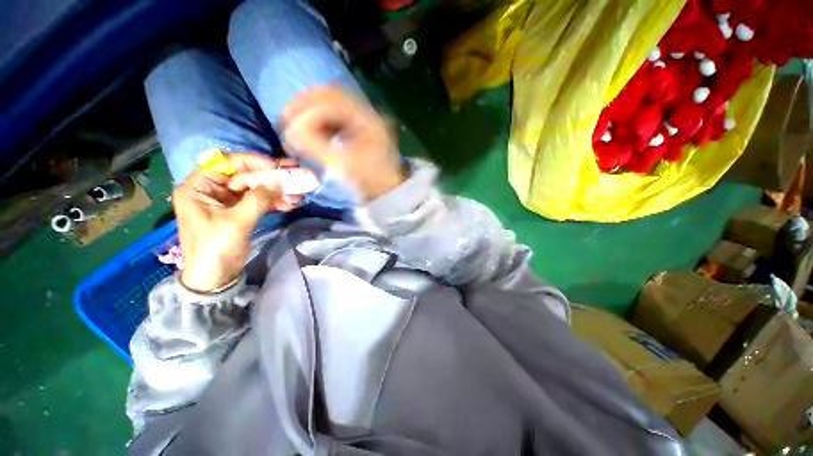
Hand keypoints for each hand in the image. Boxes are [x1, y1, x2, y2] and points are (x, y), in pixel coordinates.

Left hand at [174, 154, 301, 292]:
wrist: (215, 277)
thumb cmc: (216, 249)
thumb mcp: (237, 222)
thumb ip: (258, 199)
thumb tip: (279, 180)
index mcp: (199, 186)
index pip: (226, 163)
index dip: (253, 162)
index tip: (278, 167)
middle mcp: (212, 189)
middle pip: (245, 175)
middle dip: (271, 177)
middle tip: (295, 175)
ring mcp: (227, 201)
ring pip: (255, 188)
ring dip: (277, 191)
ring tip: (297, 195)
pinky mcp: (239, 211)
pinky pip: (259, 200)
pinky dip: (274, 201)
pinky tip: (290, 204)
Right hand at [281, 86, 405, 201]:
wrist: (387, 191)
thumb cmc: (370, 182)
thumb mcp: (343, 165)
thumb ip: (315, 145)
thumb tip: (292, 130)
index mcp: (369, 120)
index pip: (333, 100)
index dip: (307, 107)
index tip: (288, 123)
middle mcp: (369, 113)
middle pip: (333, 95)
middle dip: (306, 103)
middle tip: (287, 117)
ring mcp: (365, 119)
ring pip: (334, 103)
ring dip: (312, 110)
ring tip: (296, 124)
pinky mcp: (361, 127)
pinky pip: (337, 115)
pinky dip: (321, 120)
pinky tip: (311, 131)